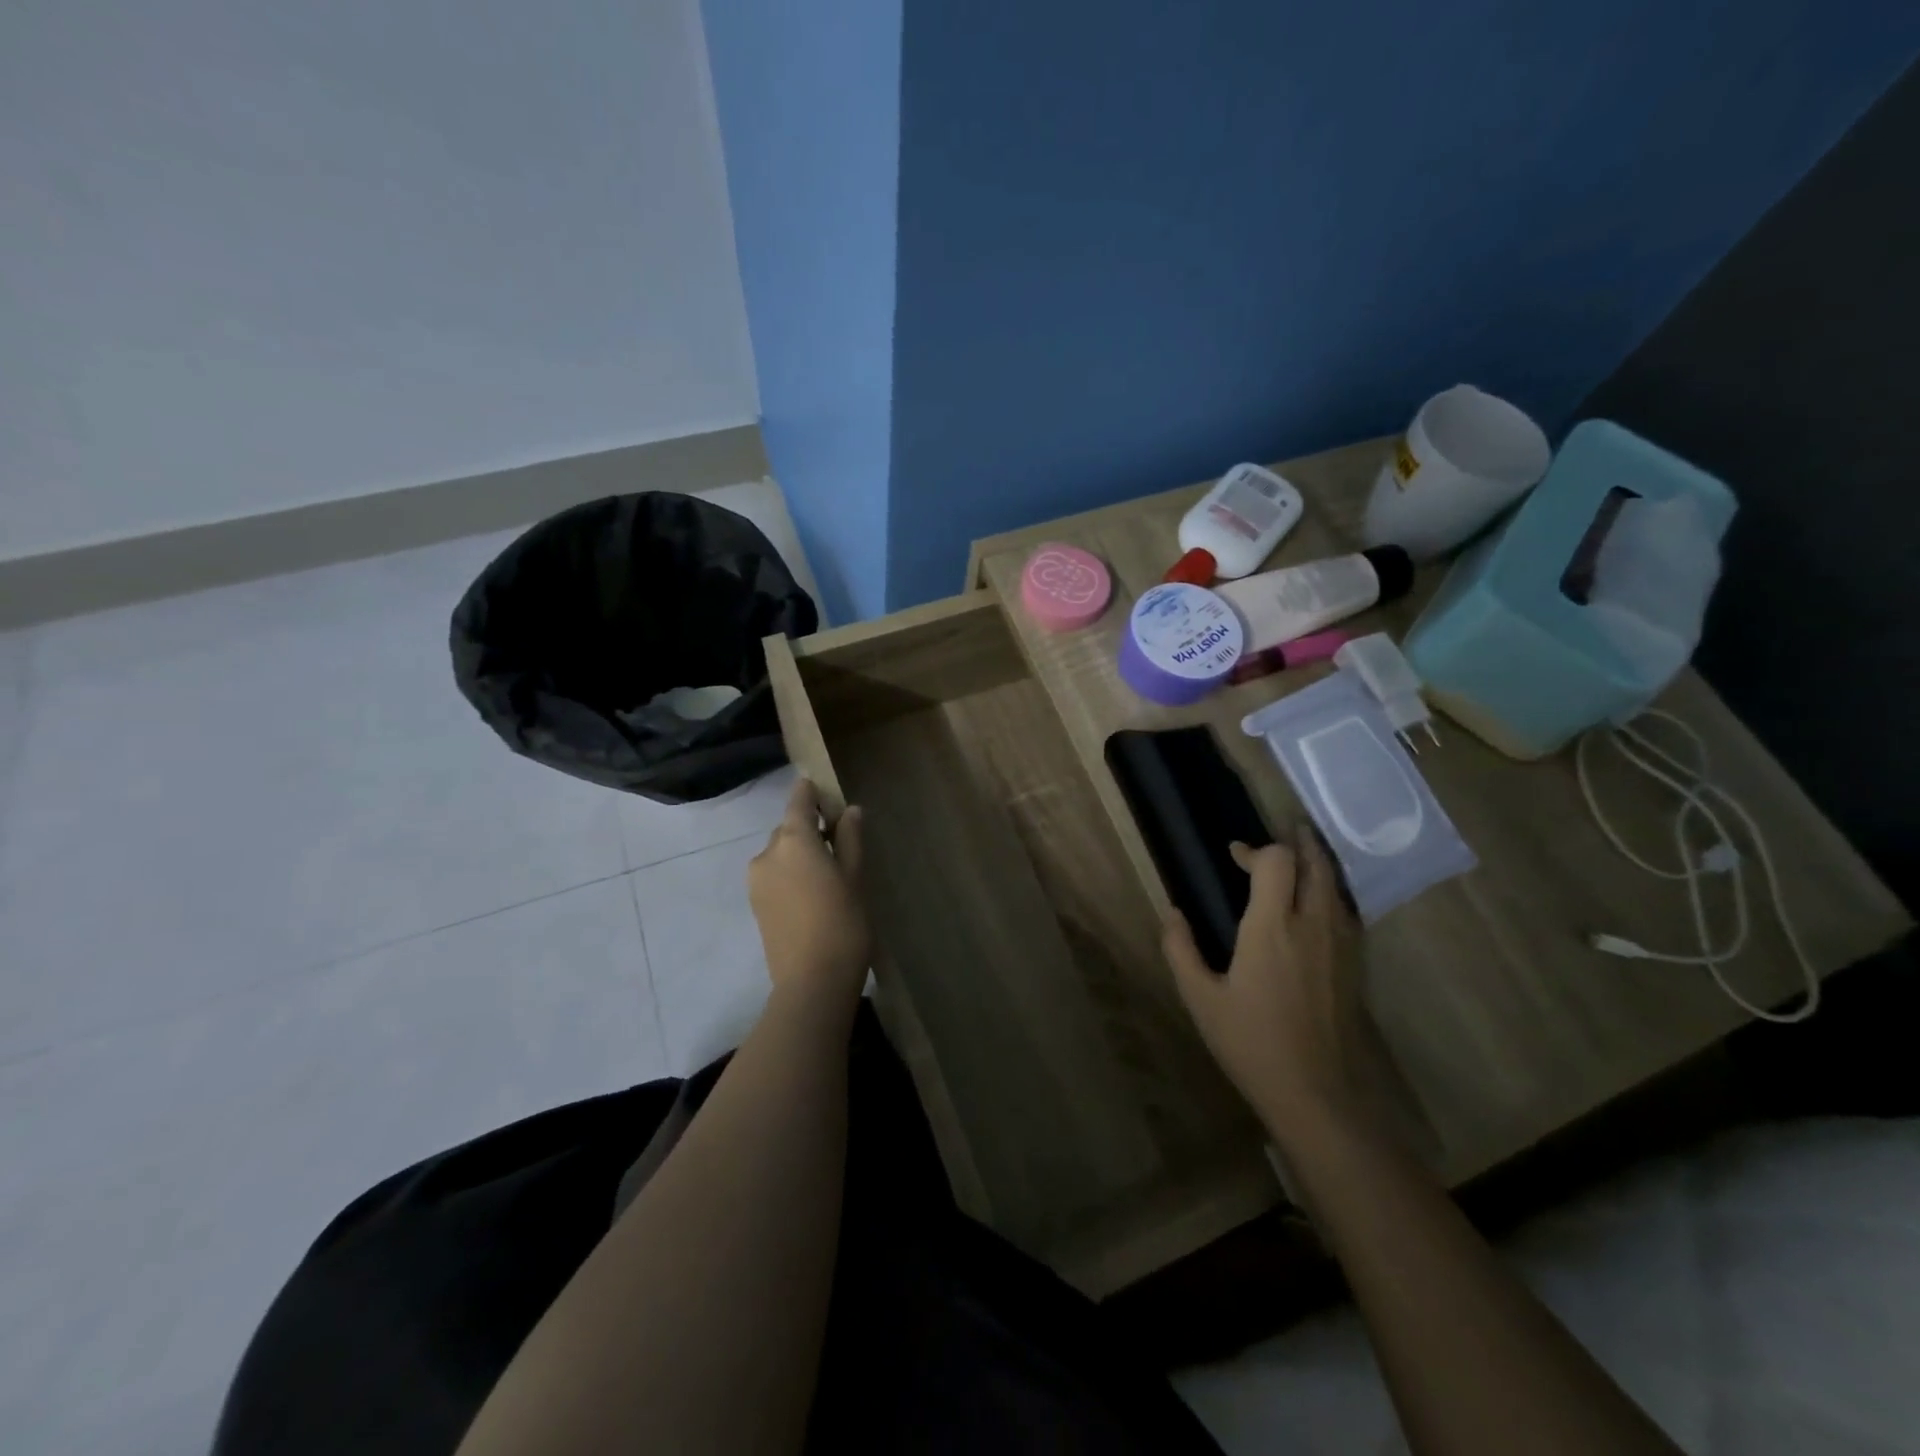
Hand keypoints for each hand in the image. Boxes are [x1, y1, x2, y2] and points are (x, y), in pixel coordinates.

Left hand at [748, 779, 870, 1001]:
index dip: (811, 792)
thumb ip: (850, 839)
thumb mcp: (855, 876)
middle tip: (839, 843)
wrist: (812, 982)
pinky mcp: (755, 904)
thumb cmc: (843, 922)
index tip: (825, 791)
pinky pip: (774, 875)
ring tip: (828, 874)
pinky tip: (813, 894)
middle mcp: (767, 853)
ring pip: (780, 853)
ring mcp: (757, 880)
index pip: (799, 801)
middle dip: (810, 829)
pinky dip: (791, 874)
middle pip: (789, 828)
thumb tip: (849, 811)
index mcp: (793, 840)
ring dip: (800, 854)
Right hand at [1162, 827, 1379, 1146]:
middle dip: (1299, 842)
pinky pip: (1346, 910)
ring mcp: (1341, 945)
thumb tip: (1173, 913)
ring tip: (1302, 855)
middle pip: (1315, 864)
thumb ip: (1181, 950)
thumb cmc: (1251, 1043)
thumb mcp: (1200, 998)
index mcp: (1272, 928)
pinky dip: (1331, 891)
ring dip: (1318, 864)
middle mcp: (1313, 926)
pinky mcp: (1355, 965)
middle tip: (1285, 829)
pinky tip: (1319, 902)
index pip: (1277, 862)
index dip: (1255, 850)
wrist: (1316, 1094)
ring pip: (1336, 885)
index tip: (1235, 856)